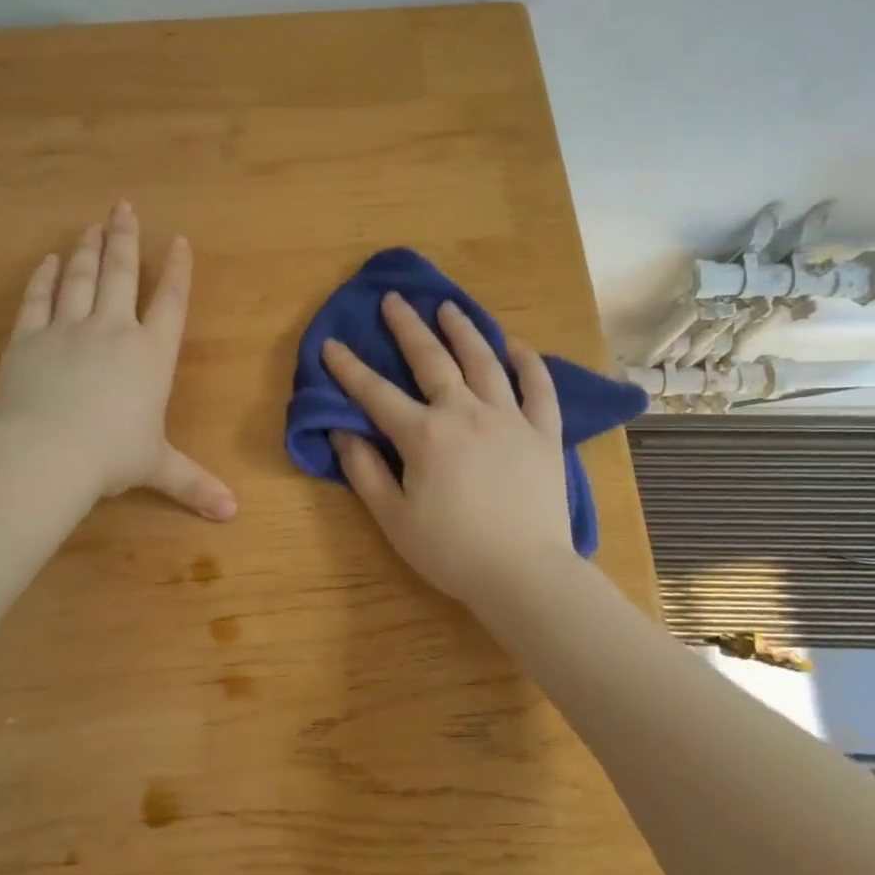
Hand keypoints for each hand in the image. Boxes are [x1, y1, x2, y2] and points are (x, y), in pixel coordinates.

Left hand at [0, 202, 235, 520]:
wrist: (45, 453)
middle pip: (121, 273)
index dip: (177, 270)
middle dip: (125, 239)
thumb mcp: (158, 468)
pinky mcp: (28, 338)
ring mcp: (67, 329)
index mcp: (151, 354)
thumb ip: (194, 483)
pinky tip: (49, 260)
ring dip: (88, 248)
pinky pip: (38, 299)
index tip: (179, 241)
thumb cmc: (111, 456)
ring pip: (81, 277)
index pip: (170, 302)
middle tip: (124, 207)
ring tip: (92, 224)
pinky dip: (44, 278)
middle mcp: (113, 330)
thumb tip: (233, 513)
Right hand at [322, 293, 573, 605]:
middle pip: (432, 359)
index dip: (349, 368)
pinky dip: (527, 361)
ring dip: (463, 330)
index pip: (376, 393)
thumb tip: (342, 432)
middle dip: (407, 327)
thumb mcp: (393, 518)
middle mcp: (465, 412)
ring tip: (448, 307)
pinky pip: (538, 386)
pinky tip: (514, 345)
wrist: (525, 574)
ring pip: (484, 360)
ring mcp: (509, 417)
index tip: (331, 344)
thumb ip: (364, 471)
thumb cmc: (452, 551)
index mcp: (424, 435)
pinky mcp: (543, 431)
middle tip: (394, 300)